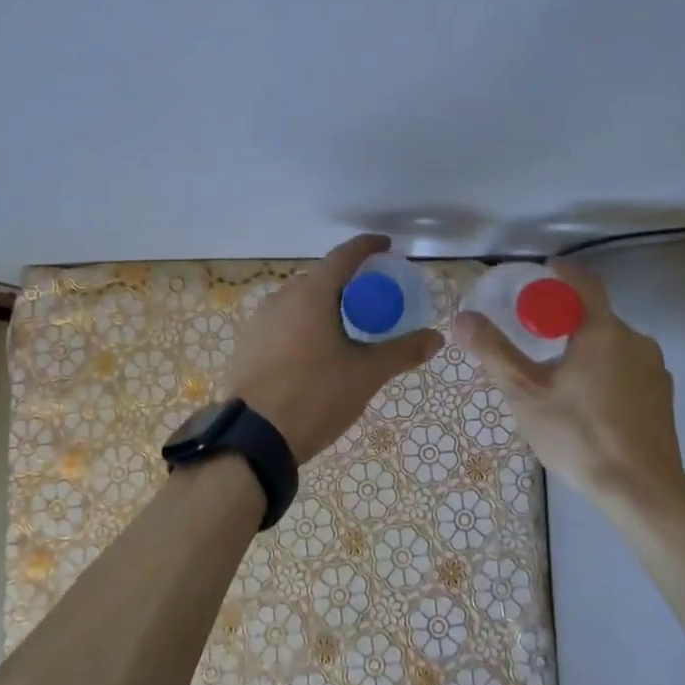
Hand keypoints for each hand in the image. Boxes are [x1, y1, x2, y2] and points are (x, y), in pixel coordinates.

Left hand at [226, 235, 442, 462]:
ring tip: (345, 329)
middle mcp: (282, 297)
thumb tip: (436, 337)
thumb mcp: (366, 374)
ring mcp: (260, 320)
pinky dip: (303, 325)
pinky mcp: (248, 343)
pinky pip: (282, 322)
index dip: (367, 247)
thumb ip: (402, 351)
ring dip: (323, 305)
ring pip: (299, 301)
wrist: (254, 437)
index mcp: (311, 294)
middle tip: (372, 300)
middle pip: (321, 278)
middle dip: (347, 282)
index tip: (386, 247)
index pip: (344, 255)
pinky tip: (314, 351)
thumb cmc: (315, 396)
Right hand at [455, 258, 684, 510]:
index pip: (583, 281)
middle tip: (532, 342)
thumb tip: (462, 318)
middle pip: (594, 315)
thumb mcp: (526, 394)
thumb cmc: (579, 436)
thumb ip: (494, 352)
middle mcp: (635, 339)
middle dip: (563, 321)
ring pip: (612, 344)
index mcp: (602, 330)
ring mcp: (655, 367)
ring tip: (557, 379)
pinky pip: (627, 367)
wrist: (642, 491)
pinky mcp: (663, 394)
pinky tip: (588, 404)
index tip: (537, 278)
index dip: (559, 274)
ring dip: (585, 349)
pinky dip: (605, 372)